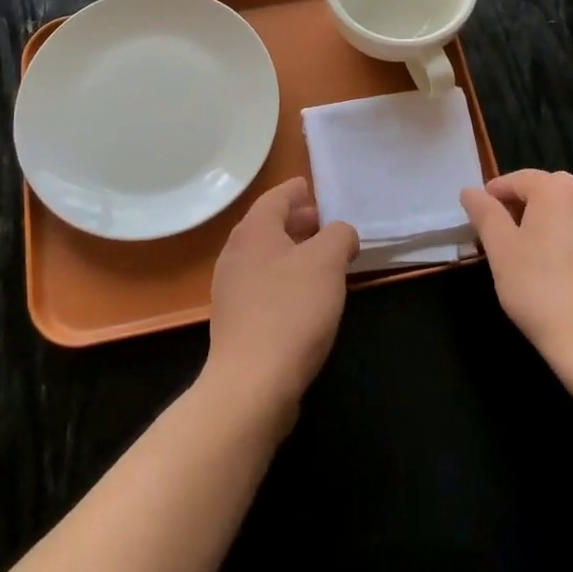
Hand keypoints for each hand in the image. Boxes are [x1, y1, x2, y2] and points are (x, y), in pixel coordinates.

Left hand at [204, 178, 359, 422]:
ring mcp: (231, 287)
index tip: (313, 187)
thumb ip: (339, 236)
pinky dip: (285, 278)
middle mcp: (236, 252)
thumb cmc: (291, 311)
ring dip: (294, 252)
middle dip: (298, 222)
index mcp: (254, 230)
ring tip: (323, 260)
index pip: (276, 196)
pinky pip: (263, 284)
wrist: (252, 383)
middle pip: (269, 225)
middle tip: (326, 224)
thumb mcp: (327, 262)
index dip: (297, 190)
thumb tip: (341, 234)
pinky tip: (307, 297)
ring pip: (266, 256)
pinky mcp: (235, 319)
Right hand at [461, 170, 572, 374]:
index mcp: (558, 191)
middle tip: (508, 228)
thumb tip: (470, 191)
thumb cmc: (538, 289)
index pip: (520, 179)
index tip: (482, 212)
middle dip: (527, 200)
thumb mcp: (500, 249)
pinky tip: (566, 264)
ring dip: (553, 216)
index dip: (497, 191)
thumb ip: (485, 213)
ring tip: (536, 246)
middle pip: (551, 187)